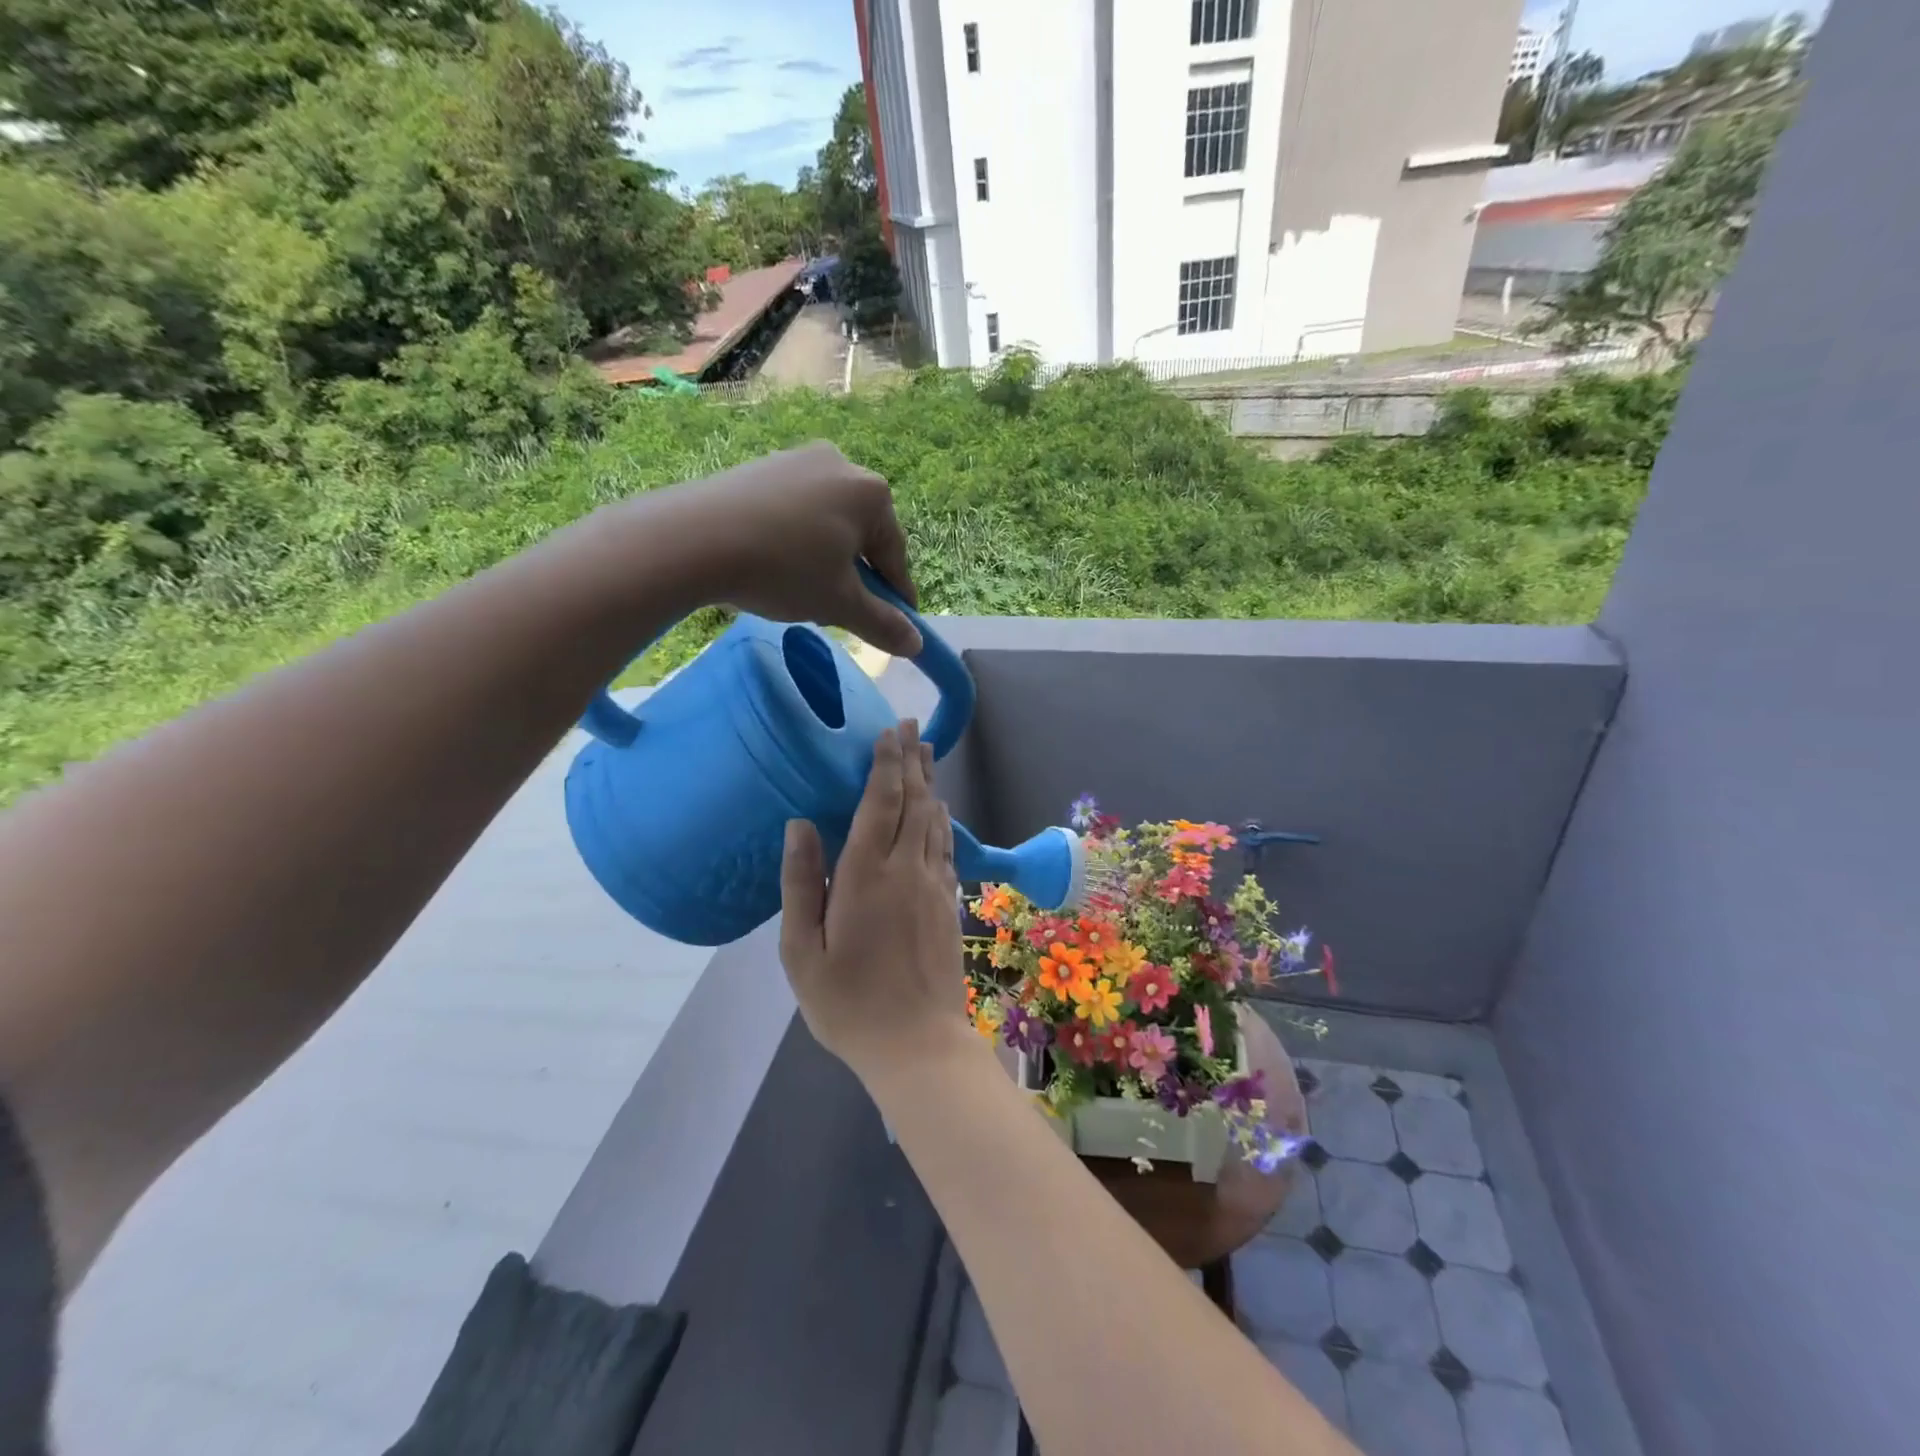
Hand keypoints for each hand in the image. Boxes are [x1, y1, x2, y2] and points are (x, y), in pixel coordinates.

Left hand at [647, 440, 921, 657]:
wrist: (692, 539)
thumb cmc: (783, 570)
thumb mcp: (840, 605)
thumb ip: (883, 624)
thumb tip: (916, 645)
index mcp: (871, 493)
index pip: (895, 555)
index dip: (896, 596)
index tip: (896, 625)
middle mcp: (841, 464)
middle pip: (862, 535)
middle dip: (856, 575)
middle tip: (839, 610)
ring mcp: (797, 460)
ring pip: (827, 523)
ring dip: (825, 559)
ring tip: (802, 590)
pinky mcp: (762, 467)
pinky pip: (794, 511)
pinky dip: (794, 541)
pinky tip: (774, 565)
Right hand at [779, 720, 971, 1083]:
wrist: (917, 1044)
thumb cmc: (848, 1003)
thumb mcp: (802, 951)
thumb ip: (802, 883)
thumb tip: (800, 824)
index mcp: (867, 876)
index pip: (879, 803)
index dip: (885, 764)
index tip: (888, 731)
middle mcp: (906, 869)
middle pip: (914, 802)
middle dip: (912, 760)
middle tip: (912, 726)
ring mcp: (934, 885)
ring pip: (934, 820)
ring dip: (929, 783)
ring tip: (926, 752)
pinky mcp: (949, 904)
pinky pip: (946, 848)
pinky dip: (942, 820)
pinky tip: (939, 811)